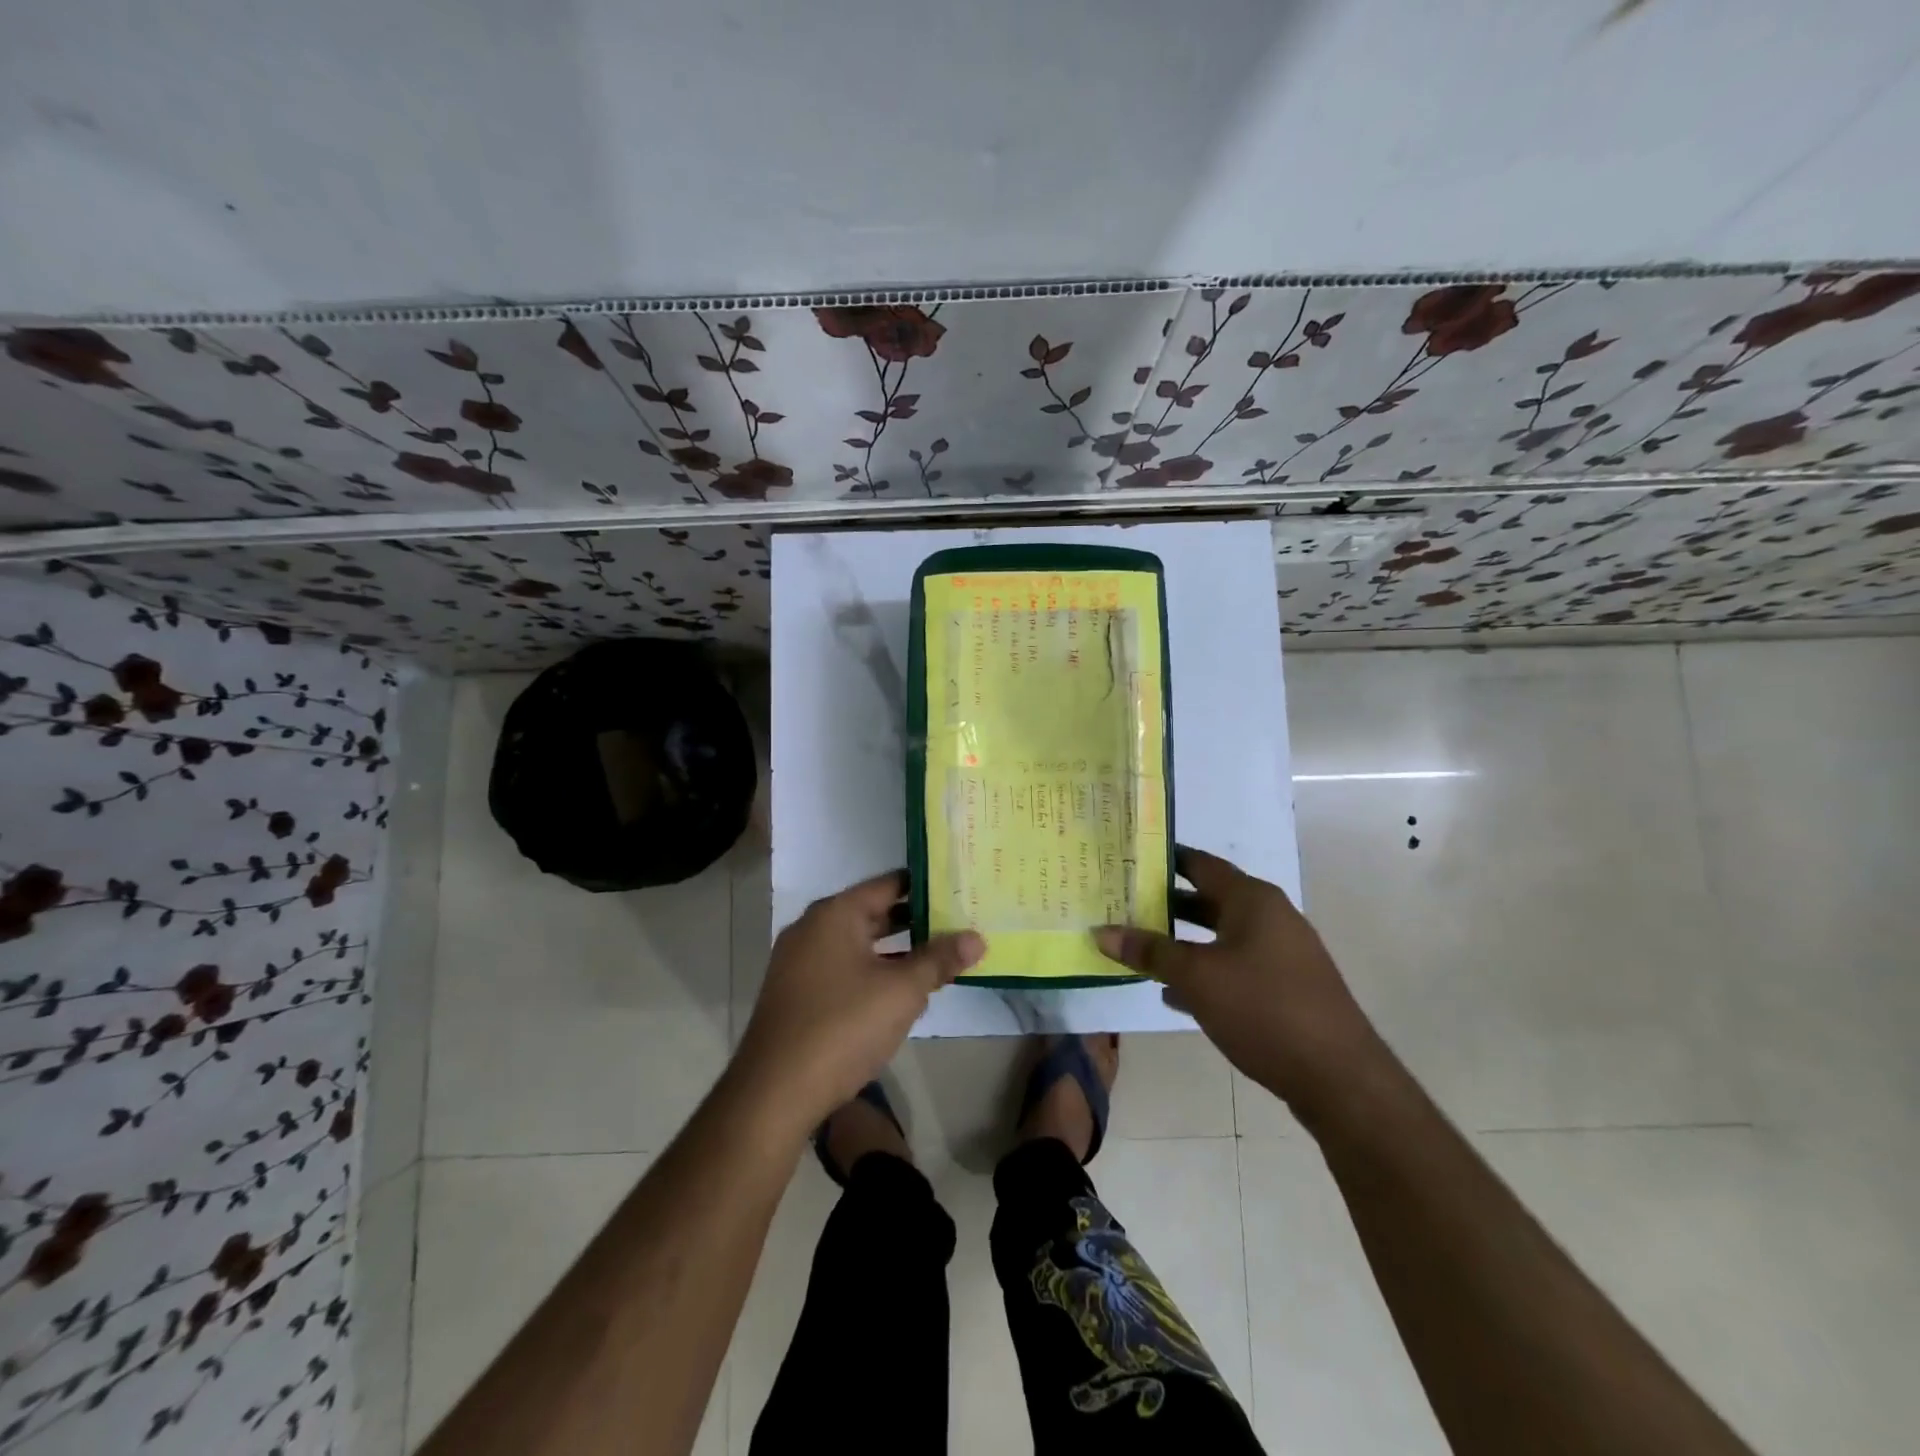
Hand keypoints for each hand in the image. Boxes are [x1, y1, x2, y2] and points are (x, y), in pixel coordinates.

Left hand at [735, 870, 984, 1132]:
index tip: (959, 890)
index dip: (926, 886)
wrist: (774, 1092)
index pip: (889, 884)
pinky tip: (901, 991)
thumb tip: (976, 937)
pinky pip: (843, 967)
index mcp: (835, 914)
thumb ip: (939, 960)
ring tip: (939, 956)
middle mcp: (813, 928)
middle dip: (916, 920)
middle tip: (959, 923)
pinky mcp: (796, 993)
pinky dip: (873, 970)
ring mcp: (800, 961)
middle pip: (873, 912)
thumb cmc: (843, 1026)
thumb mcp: (902, 991)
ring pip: (859, 943)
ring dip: (896, 950)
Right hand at [1094, 847, 1380, 1114]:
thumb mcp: (1197, 978)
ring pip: (1221, 936)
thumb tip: (1102, 931)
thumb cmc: (1263, 1009)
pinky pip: (1235, 967)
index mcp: (1252, 900)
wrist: (1339, 1078)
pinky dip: (1205, 971)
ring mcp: (1282, 954)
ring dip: (1183, 942)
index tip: (1129, 858)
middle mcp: (1270, 917)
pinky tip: (1175, 994)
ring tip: (1140, 947)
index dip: (1165, 859)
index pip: (1201, 864)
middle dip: (1167, 904)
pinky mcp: (1286, 988)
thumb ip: (1149, 952)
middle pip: (1210, 900)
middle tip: (1124, 903)